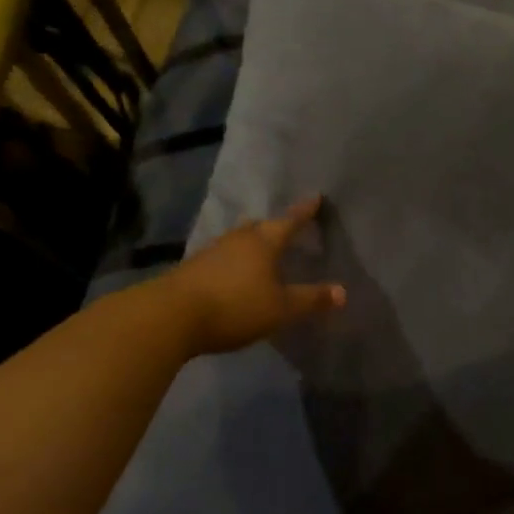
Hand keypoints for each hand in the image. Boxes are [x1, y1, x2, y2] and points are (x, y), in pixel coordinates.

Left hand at [165, 196, 345, 356]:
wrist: (171, 316)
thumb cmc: (235, 306)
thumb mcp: (281, 308)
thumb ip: (311, 300)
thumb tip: (343, 292)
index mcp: (263, 243)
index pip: (290, 222)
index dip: (304, 212)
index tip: (315, 197)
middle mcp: (238, 240)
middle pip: (259, 226)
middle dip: (273, 225)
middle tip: (284, 226)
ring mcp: (211, 252)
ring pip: (237, 240)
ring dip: (249, 242)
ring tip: (258, 246)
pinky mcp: (192, 269)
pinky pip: (220, 257)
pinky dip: (231, 260)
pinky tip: (231, 271)